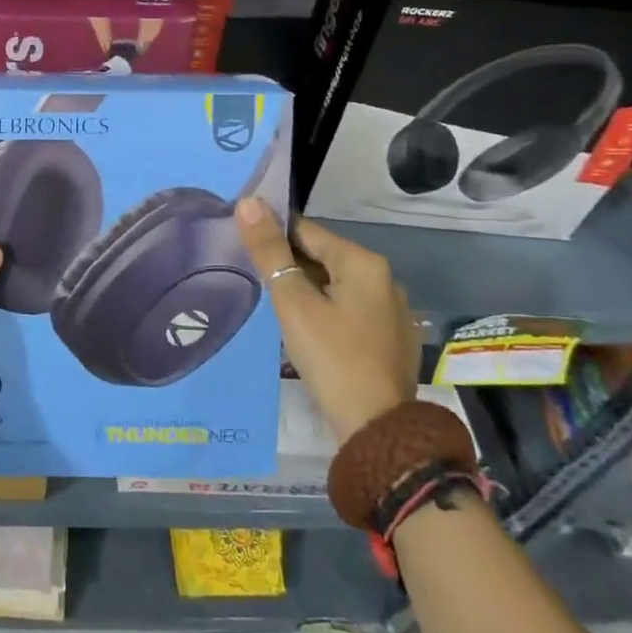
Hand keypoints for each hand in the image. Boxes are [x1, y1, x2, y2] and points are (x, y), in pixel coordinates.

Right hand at [234, 198, 419, 440]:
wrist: (378, 429)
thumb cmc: (332, 357)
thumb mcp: (294, 303)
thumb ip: (269, 252)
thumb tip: (248, 202)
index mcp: (363, 262)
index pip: (306, 230)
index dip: (271, 234)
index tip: (241, 243)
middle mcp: (383, 278)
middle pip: (321, 256)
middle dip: (287, 263)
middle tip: (250, 277)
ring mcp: (390, 311)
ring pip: (334, 285)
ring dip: (303, 289)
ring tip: (271, 303)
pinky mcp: (389, 339)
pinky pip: (347, 310)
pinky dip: (323, 310)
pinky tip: (304, 330)